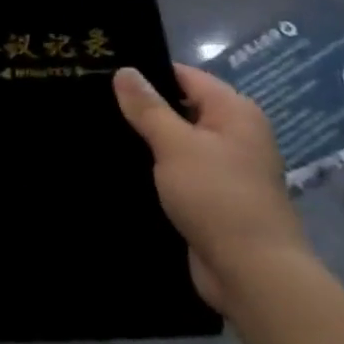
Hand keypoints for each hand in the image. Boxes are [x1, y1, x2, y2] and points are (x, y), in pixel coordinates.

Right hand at [112, 64, 309, 312]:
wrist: (252, 272)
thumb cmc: (217, 196)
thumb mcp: (175, 144)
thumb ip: (148, 107)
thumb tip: (125, 70)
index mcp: (234, 112)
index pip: (184, 76)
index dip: (146, 73)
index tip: (103, 73)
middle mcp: (234, 134)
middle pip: (180, 107)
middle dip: (141, 107)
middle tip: (91, 101)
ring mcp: (224, 168)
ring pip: (175, 141)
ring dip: (144, 139)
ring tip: (96, 130)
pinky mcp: (211, 196)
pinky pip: (176, 169)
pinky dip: (153, 166)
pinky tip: (118, 166)